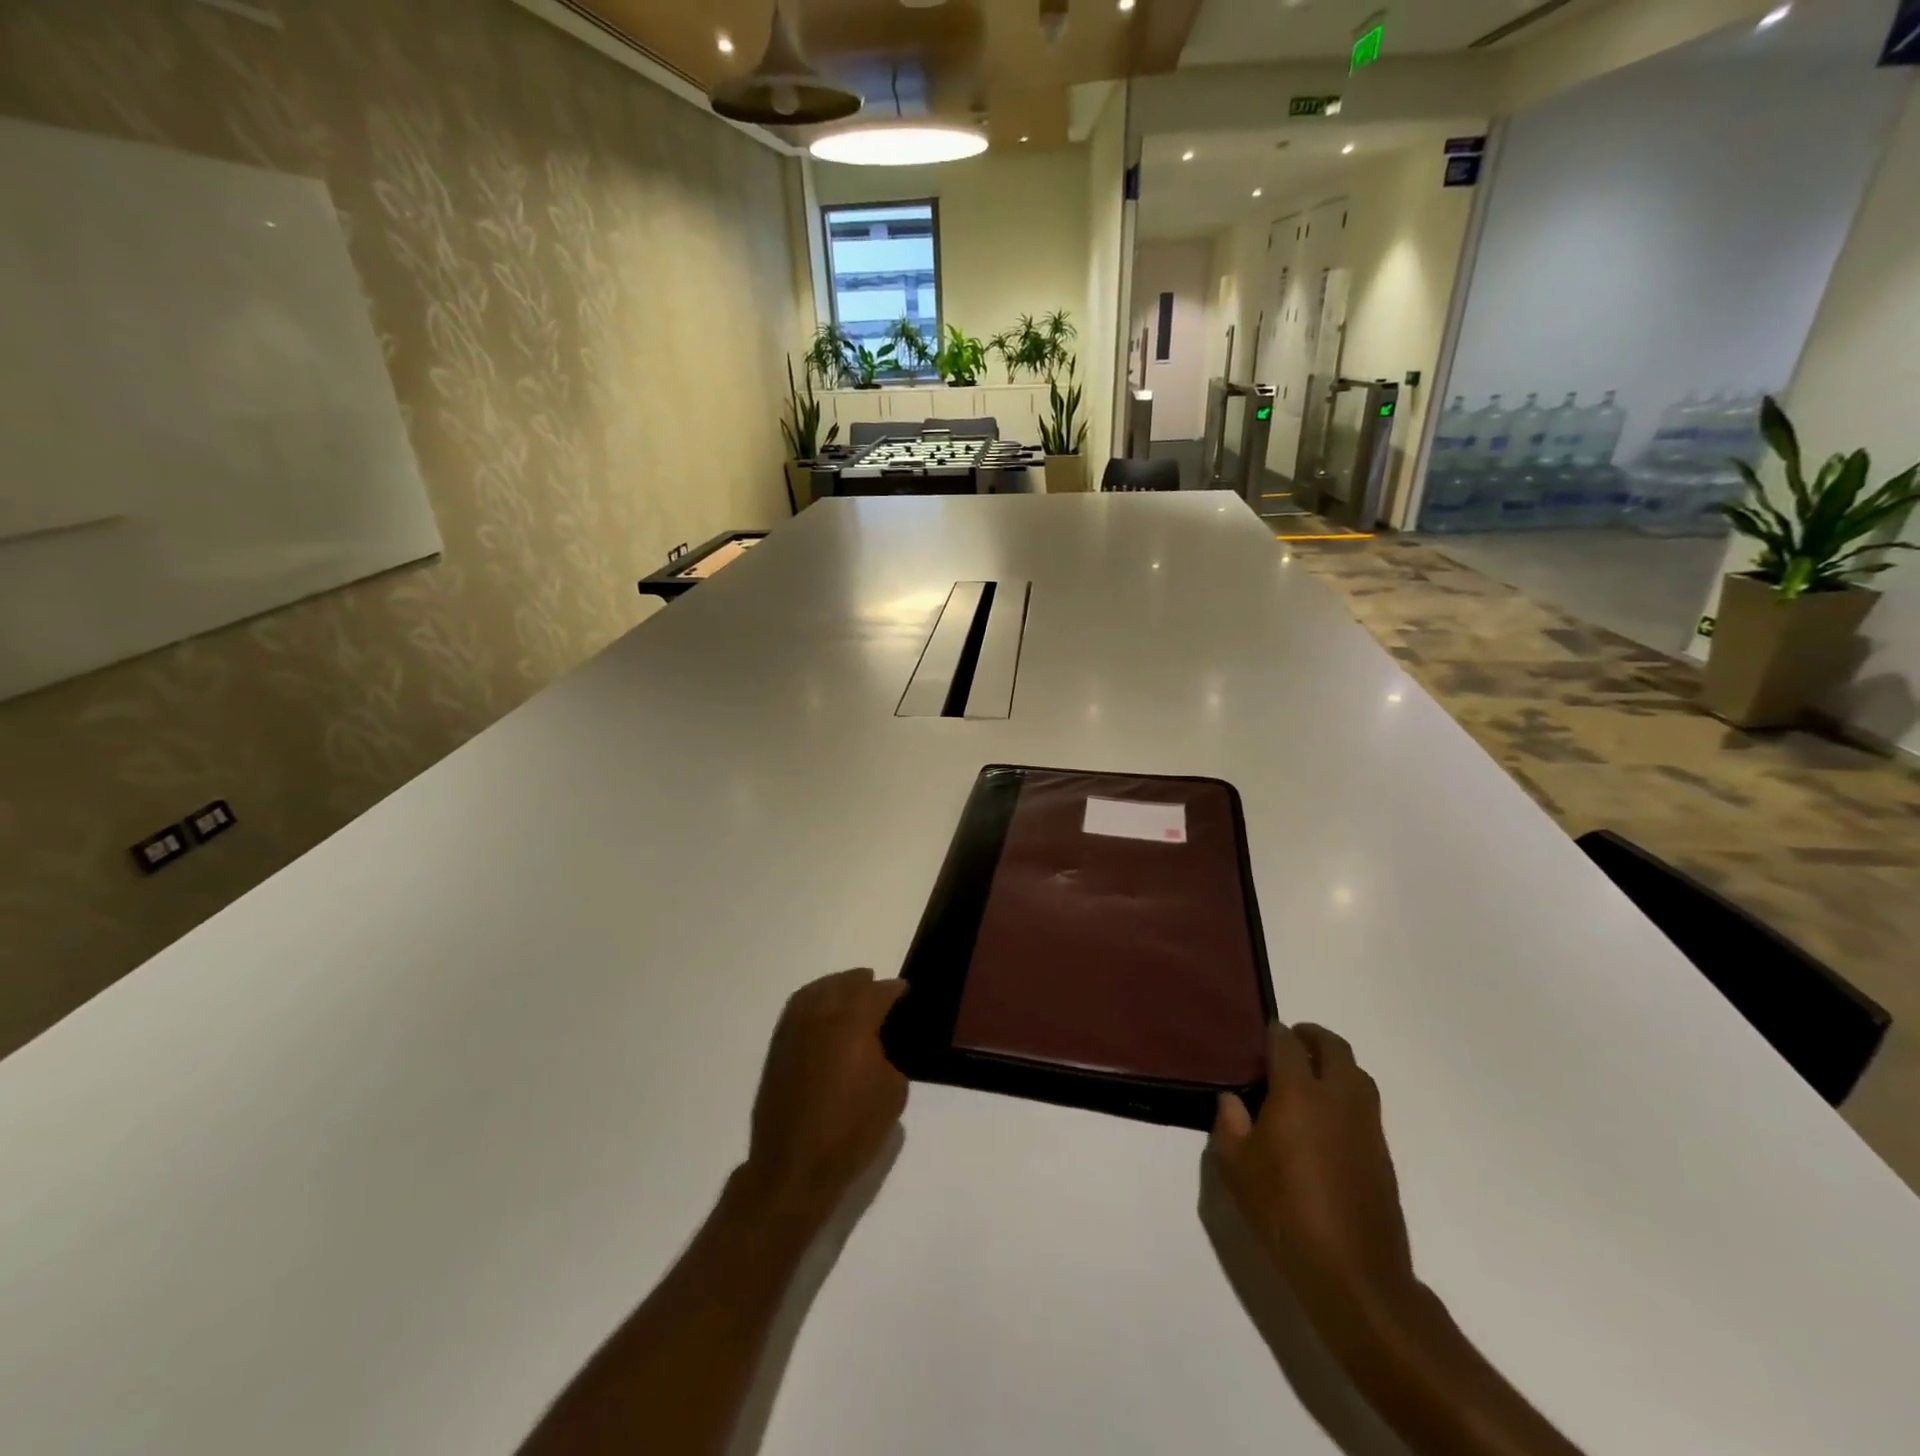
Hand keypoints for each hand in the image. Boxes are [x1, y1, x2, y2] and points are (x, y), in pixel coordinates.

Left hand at [745, 969, 908, 1216]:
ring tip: (848, 990)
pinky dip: (813, 1001)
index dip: (893, 990)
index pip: (877, 993)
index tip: (903, 991)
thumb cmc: (851, 1131)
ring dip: (835, 986)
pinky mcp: (777, 1047)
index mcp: (854, 1022)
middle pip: (844, 984)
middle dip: (862, 983)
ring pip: (816, 991)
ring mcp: (795, 1029)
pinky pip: (797, 1008)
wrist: (794, 1167)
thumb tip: (876, 1048)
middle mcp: (821, 1016)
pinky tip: (822, 1012)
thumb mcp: (892, 1093)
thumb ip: (888, 1058)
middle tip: (876, 986)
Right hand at [1210, 1023, 1416, 1350]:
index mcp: (1299, 1093)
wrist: (1355, 1274)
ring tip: (1310, 1077)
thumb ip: (1229, 1125)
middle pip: (1334, 1048)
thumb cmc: (1285, 1213)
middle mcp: (1338, 1098)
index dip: (1274, 1033)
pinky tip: (1326, 1120)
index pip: (1287, 1044)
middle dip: (1312, 1037)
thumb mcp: (1235, 1169)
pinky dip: (1347, 1095)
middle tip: (1290, 1043)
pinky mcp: (1382, 1153)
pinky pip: (1365, 1105)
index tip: (1261, 1036)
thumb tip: (1232, 1100)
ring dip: (1335, 1064)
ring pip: (1358, 1074)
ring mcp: (1366, 1126)